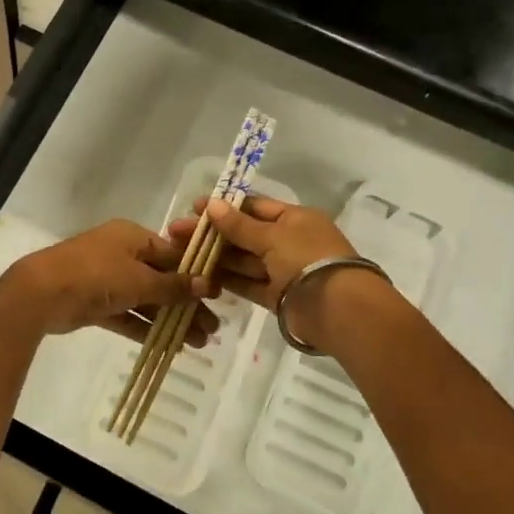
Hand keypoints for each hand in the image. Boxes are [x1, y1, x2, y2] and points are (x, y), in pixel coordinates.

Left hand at [5, 219, 219, 345]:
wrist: (42, 293)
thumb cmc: (96, 275)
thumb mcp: (139, 279)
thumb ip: (173, 285)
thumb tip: (208, 284)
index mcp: (132, 237)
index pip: (172, 254)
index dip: (195, 275)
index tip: (218, 297)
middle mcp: (121, 254)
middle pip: (161, 279)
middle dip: (187, 304)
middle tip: (212, 329)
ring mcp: (106, 280)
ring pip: (146, 300)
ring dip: (170, 319)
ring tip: (199, 343)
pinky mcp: (95, 304)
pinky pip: (127, 314)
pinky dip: (146, 327)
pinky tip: (171, 345)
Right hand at [167, 196, 400, 350]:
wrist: (337, 309)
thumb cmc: (306, 259)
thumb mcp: (272, 236)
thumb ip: (239, 225)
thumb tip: (212, 205)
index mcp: (295, 219)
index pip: (255, 207)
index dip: (224, 207)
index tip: (194, 208)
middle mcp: (289, 242)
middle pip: (245, 234)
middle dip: (212, 233)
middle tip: (176, 233)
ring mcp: (283, 270)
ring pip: (243, 260)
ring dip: (215, 256)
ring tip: (181, 254)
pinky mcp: (277, 296)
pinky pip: (247, 283)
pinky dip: (227, 280)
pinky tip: (200, 276)